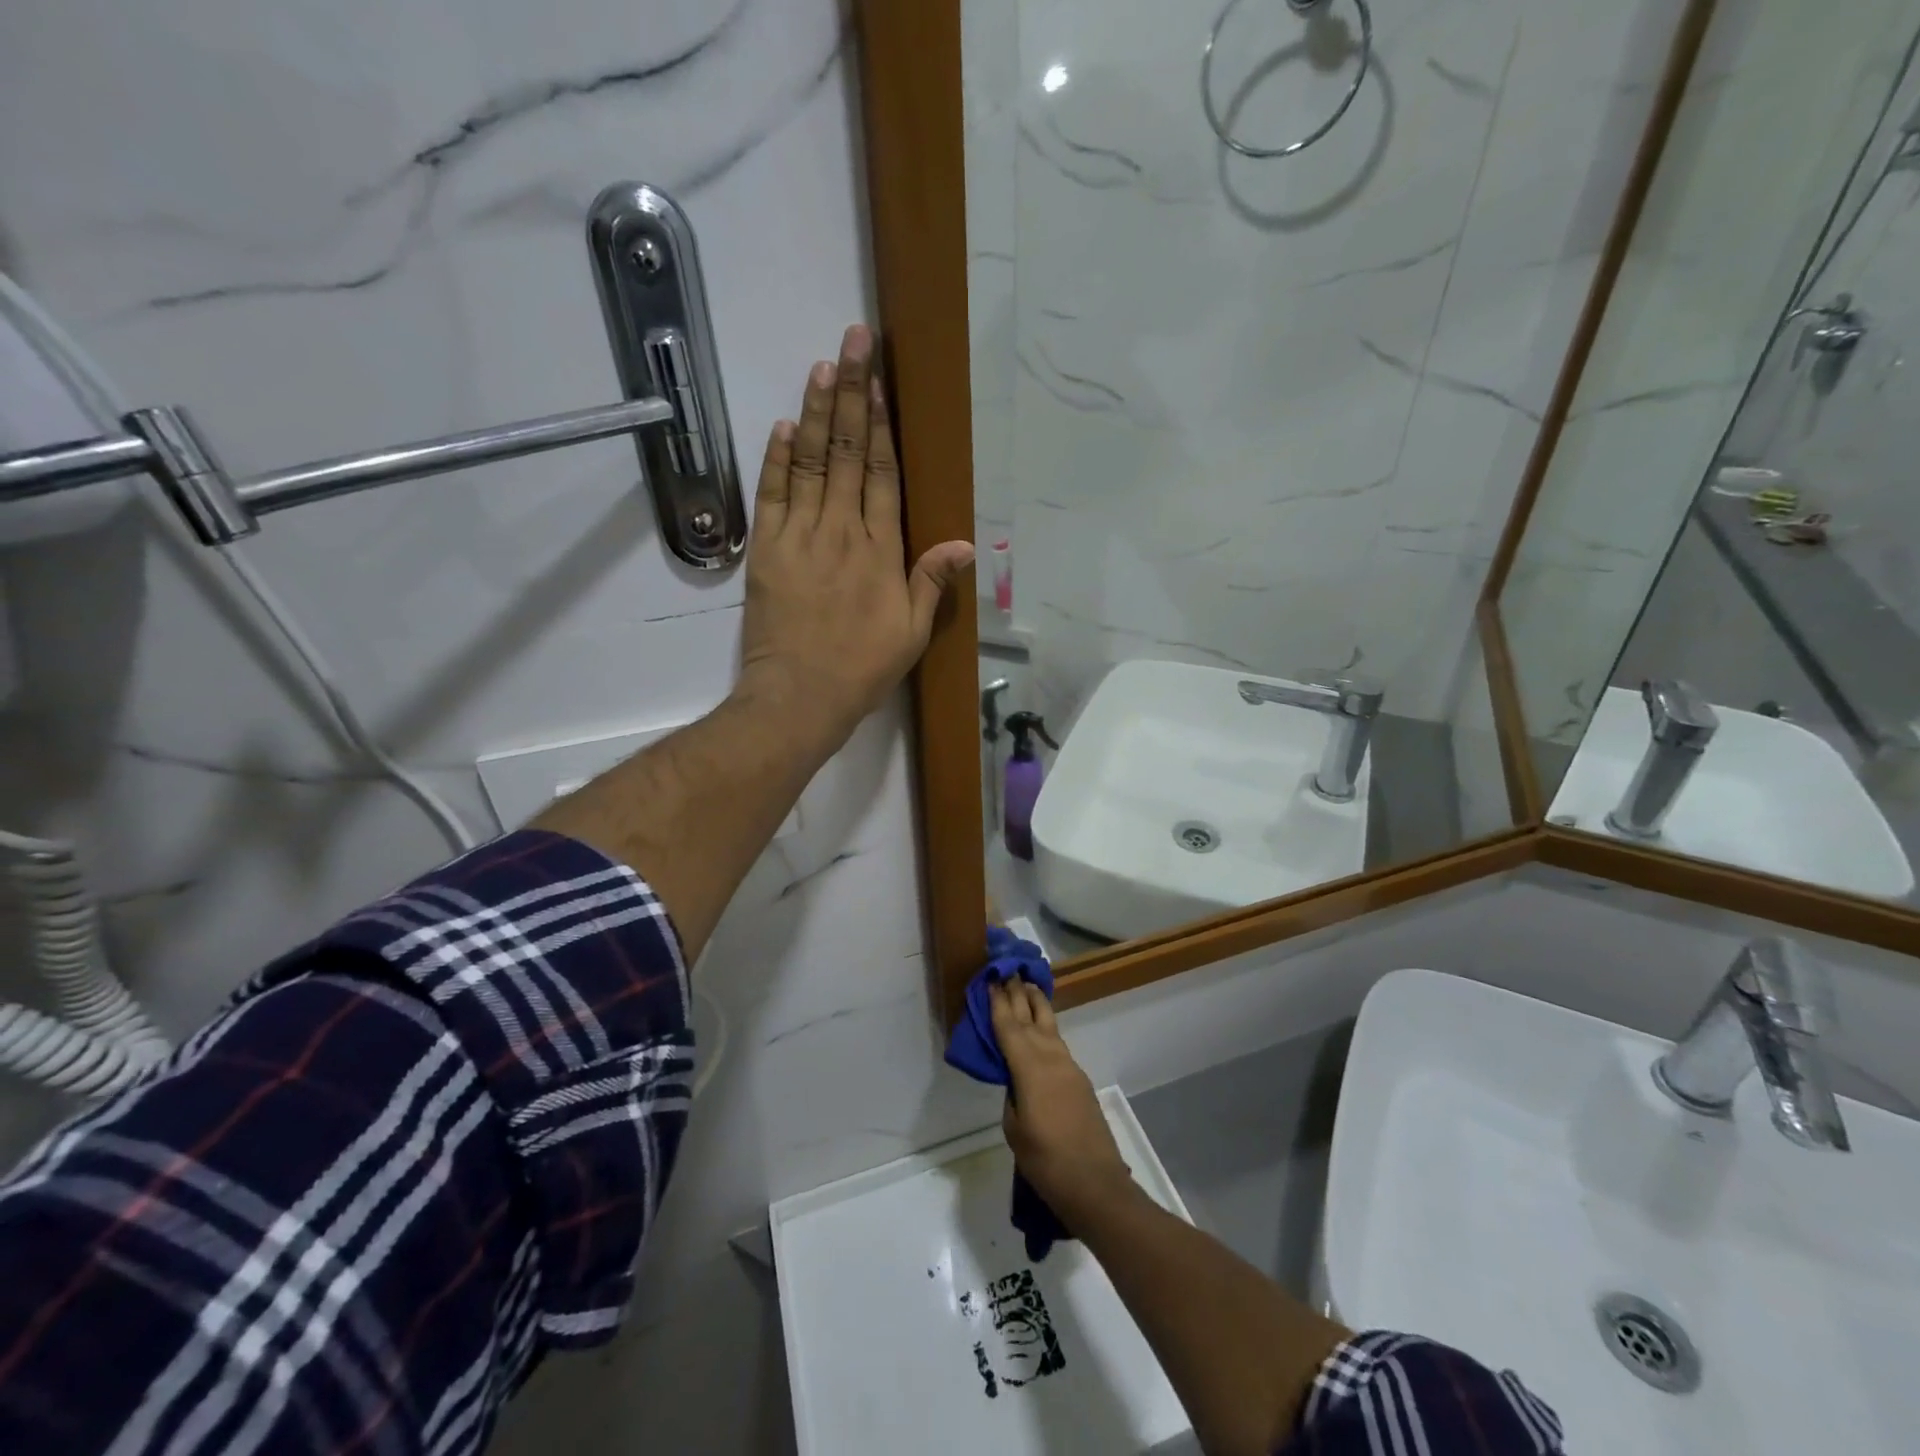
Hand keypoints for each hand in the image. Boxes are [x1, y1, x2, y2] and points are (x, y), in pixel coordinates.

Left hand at [737, 324, 973, 750]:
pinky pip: (773, 494)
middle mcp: (842, 531)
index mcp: (881, 551)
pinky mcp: (767, 550)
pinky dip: (777, 459)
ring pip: (810, 462)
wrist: (800, 696)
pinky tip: (784, 426)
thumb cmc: (862, 669)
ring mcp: (801, 536)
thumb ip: (931, 584)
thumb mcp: (911, 634)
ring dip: (816, 413)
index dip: (882, 426)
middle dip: (852, 394)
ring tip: (823, 367)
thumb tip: (963, 544)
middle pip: (849, 453)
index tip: (880, 383)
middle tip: (855, 342)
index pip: (882, 475)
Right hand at [991, 979, 1137, 1226]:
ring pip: (1049, 1026)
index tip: (991, 978)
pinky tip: (1041, 1030)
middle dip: (1019, 993)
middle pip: (1031, 1017)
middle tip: (1009, 969)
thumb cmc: (1046, 1162)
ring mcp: (1070, 1068)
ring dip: (1036, 1005)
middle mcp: (1051, 1058)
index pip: (1008, 1027)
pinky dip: (1046, 1029)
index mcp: (1030, 1067)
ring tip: (1027, 987)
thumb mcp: (1015, 1130)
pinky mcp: (1080, 1081)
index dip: (998, 1002)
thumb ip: (1012, 1097)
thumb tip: (1016, 1081)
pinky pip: (1058, 1044)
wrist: (1096, 1185)